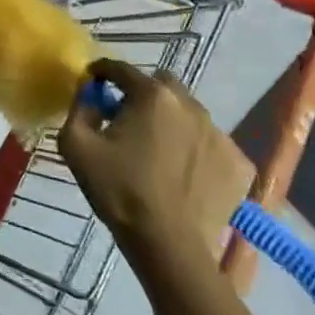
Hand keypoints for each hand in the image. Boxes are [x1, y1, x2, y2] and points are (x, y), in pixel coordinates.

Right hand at [58, 60, 253, 272]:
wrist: (167, 245)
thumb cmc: (118, 189)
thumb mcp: (75, 145)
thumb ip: (79, 109)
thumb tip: (89, 95)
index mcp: (152, 96)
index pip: (122, 69)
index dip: (103, 71)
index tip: (93, 81)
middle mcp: (190, 105)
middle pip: (162, 84)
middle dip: (144, 93)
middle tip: (129, 119)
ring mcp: (220, 134)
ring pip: (189, 113)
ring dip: (172, 121)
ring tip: (158, 149)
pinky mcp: (238, 164)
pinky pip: (211, 143)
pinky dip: (196, 149)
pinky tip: (183, 172)